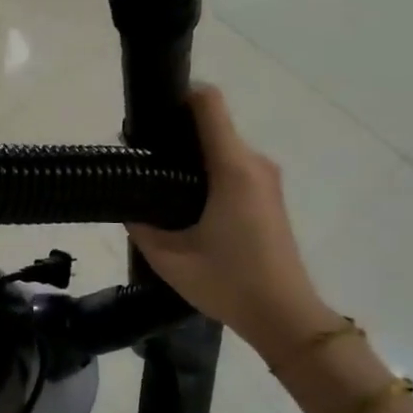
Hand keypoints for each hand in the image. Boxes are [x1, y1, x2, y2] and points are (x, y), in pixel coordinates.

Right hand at [128, 86, 337, 363]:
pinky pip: (233, 167)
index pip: (208, 103)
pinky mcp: (269, 197)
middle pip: (212, 124)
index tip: (149, 113)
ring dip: (190, 156)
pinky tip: (185, 202)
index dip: (177, 95)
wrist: (285, 317)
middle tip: (141, 158)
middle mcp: (254, 164)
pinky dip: (207, 172)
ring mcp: (266, 180)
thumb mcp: (169, 258)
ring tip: (158, 182)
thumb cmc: (229, 283)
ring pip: (222, 147)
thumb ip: (140, 224)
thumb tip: (126, 202)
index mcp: (232, 169)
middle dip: (175, 132)